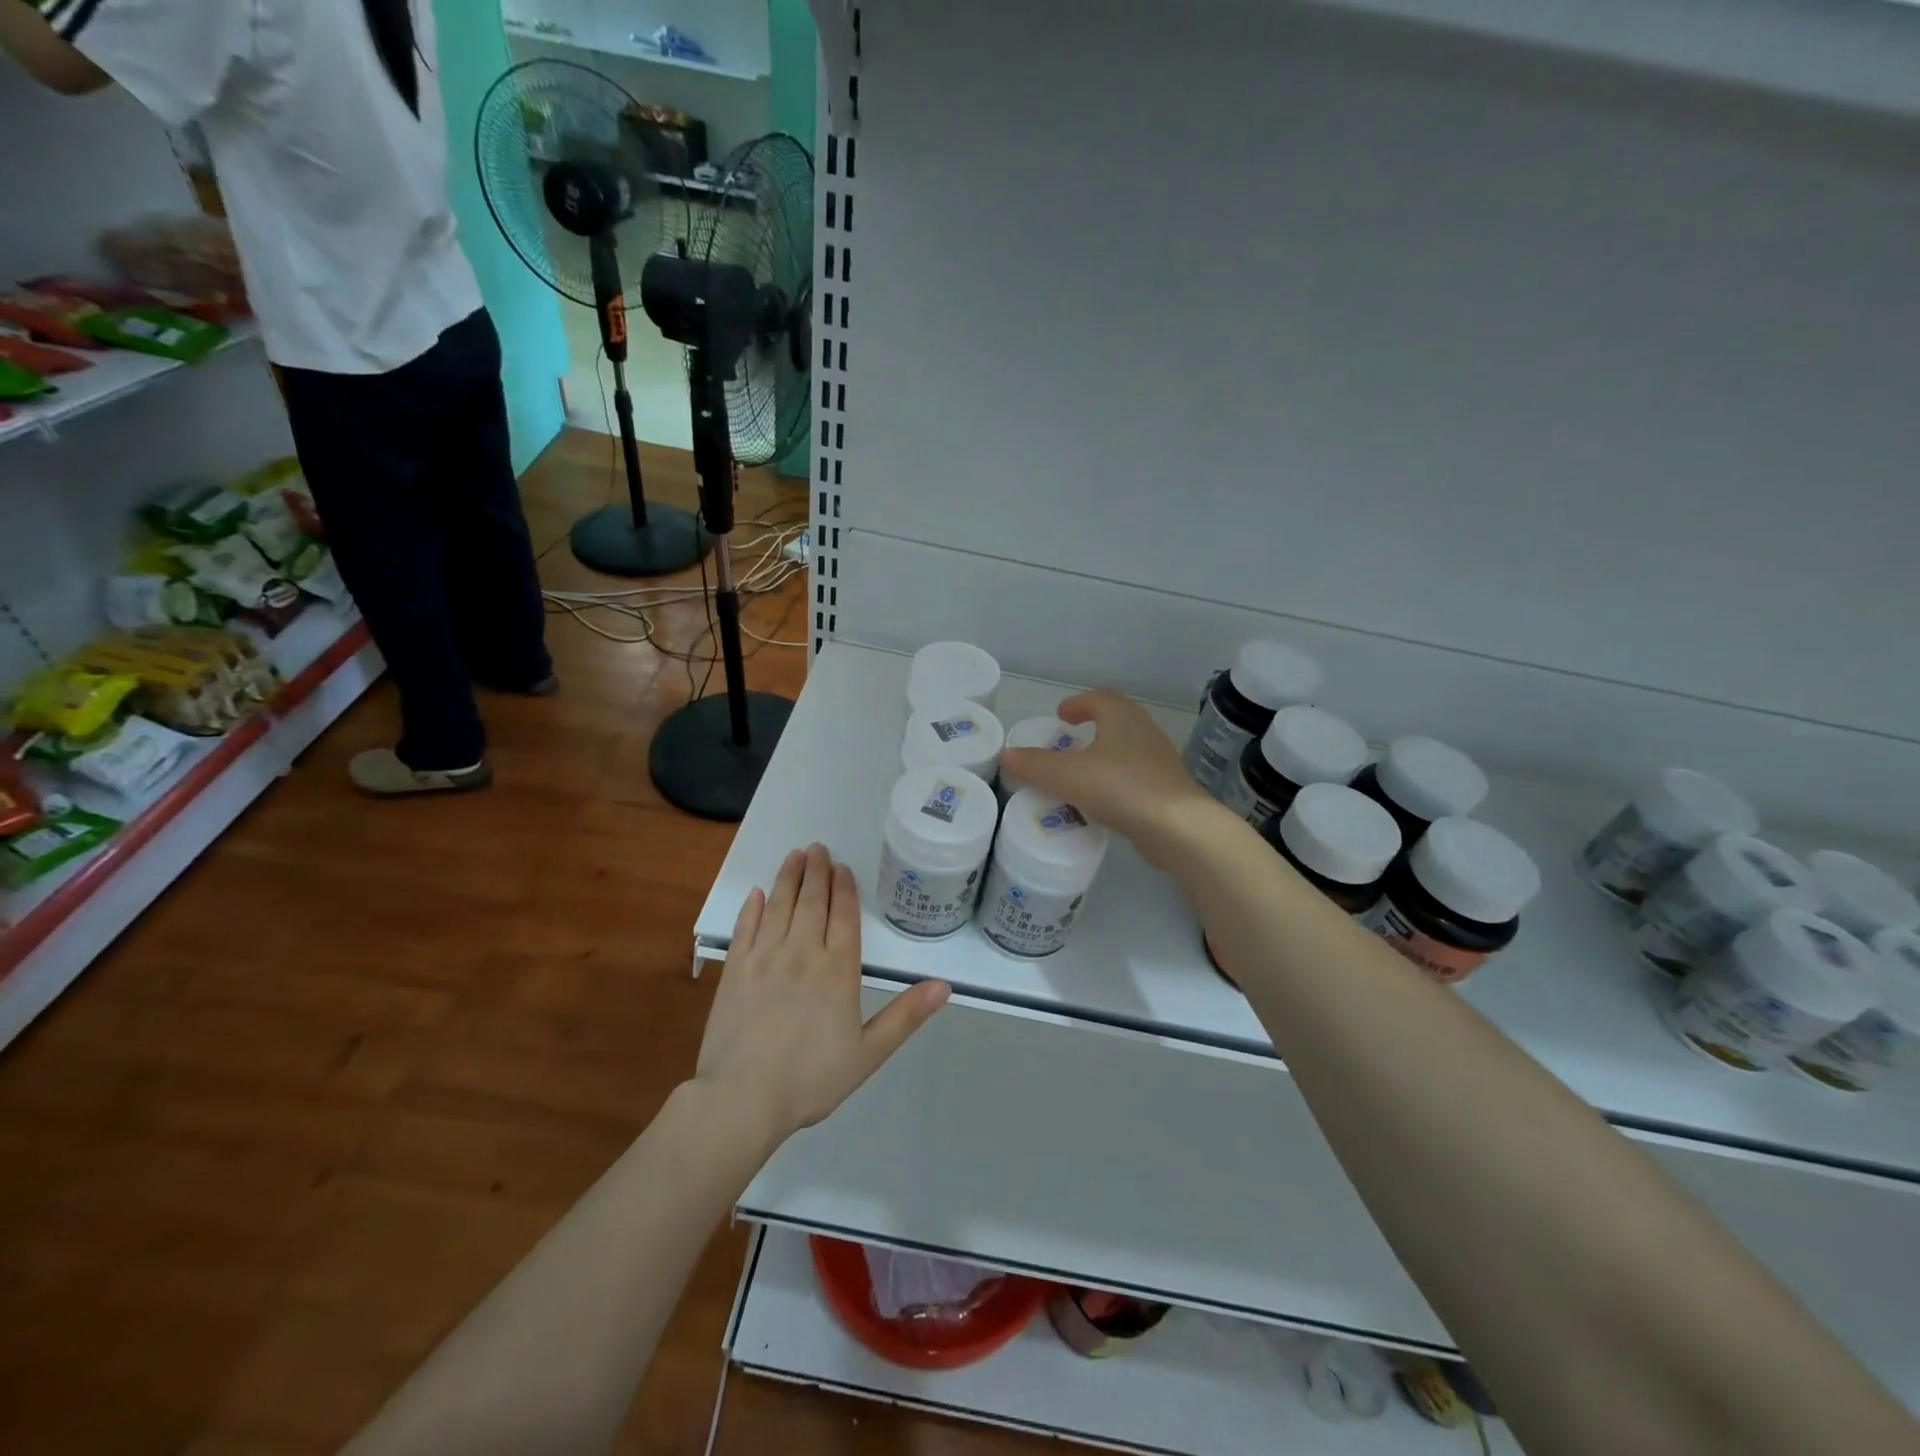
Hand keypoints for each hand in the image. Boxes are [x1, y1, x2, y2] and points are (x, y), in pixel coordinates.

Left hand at [695, 844, 950, 1147]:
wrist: (743, 1099)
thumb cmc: (811, 1079)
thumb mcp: (868, 1053)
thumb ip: (905, 1016)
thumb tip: (944, 985)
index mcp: (837, 970)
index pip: (843, 916)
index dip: (843, 889)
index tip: (841, 867)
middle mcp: (802, 953)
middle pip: (811, 902)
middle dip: (816, 872)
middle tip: (817, 848)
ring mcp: (764, 958)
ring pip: (779, 907)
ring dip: (788, 878)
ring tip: (794, 856)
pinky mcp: (734, 970)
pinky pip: (744, 929)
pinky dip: (752, 908)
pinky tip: (757, 894)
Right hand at [998, 689, 1223, 867]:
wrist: (1177, 828)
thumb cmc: (1120, 787)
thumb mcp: (1067, 776)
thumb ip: (1034, 765)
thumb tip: (1006, 754)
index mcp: (1122, 717)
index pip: (1100, 698)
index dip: (1078, 704)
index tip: (1061, 715)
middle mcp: (1145, 731)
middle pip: (1116, 721)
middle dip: (1092, 728)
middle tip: (1067, 741)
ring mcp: (1160, 761)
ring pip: (1126, 750)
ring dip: (1104, 755)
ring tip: (1080, 773)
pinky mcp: (1166, 790)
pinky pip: (1134, 777)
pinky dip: (1114, 781)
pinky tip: (1101, 801)